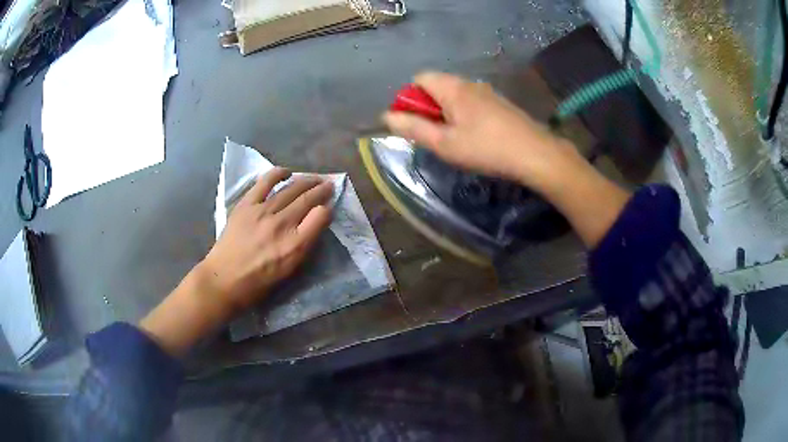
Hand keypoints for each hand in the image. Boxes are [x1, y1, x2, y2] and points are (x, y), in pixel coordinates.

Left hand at [139, 168, 332, 356]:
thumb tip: (315, 221)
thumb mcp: (289, 270)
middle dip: (321, 190)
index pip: (321, 217)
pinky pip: (265, 182)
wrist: (224, 278)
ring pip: (290, 189)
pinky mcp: (247, 204)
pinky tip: (287, 172)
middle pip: (307, 199)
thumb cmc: (258, 281)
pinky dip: (278, 174)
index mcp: (295, 245)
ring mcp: (263, 211)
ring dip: (306, 181)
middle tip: (329, 184)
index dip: (328, 208)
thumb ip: (304, 245)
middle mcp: (282, 224)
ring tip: (314, 178)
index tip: (329, 206)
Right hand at [384, 71, 630, 249]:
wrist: (537, 155)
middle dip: (427, 107)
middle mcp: (470, 83)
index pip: (419, 78)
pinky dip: (464, 116)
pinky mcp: (501, 105)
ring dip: (446, 113)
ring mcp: (488, 93)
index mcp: (452, 87)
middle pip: (437, 85)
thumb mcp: (444, 143)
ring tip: (453, 140)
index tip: (413, 123)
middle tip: (433, 136)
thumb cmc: (486, 149)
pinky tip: (475, 138)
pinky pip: (472, 103)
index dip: (409, 98)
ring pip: (455, 96)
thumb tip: (387, 116)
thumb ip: (413, 128)